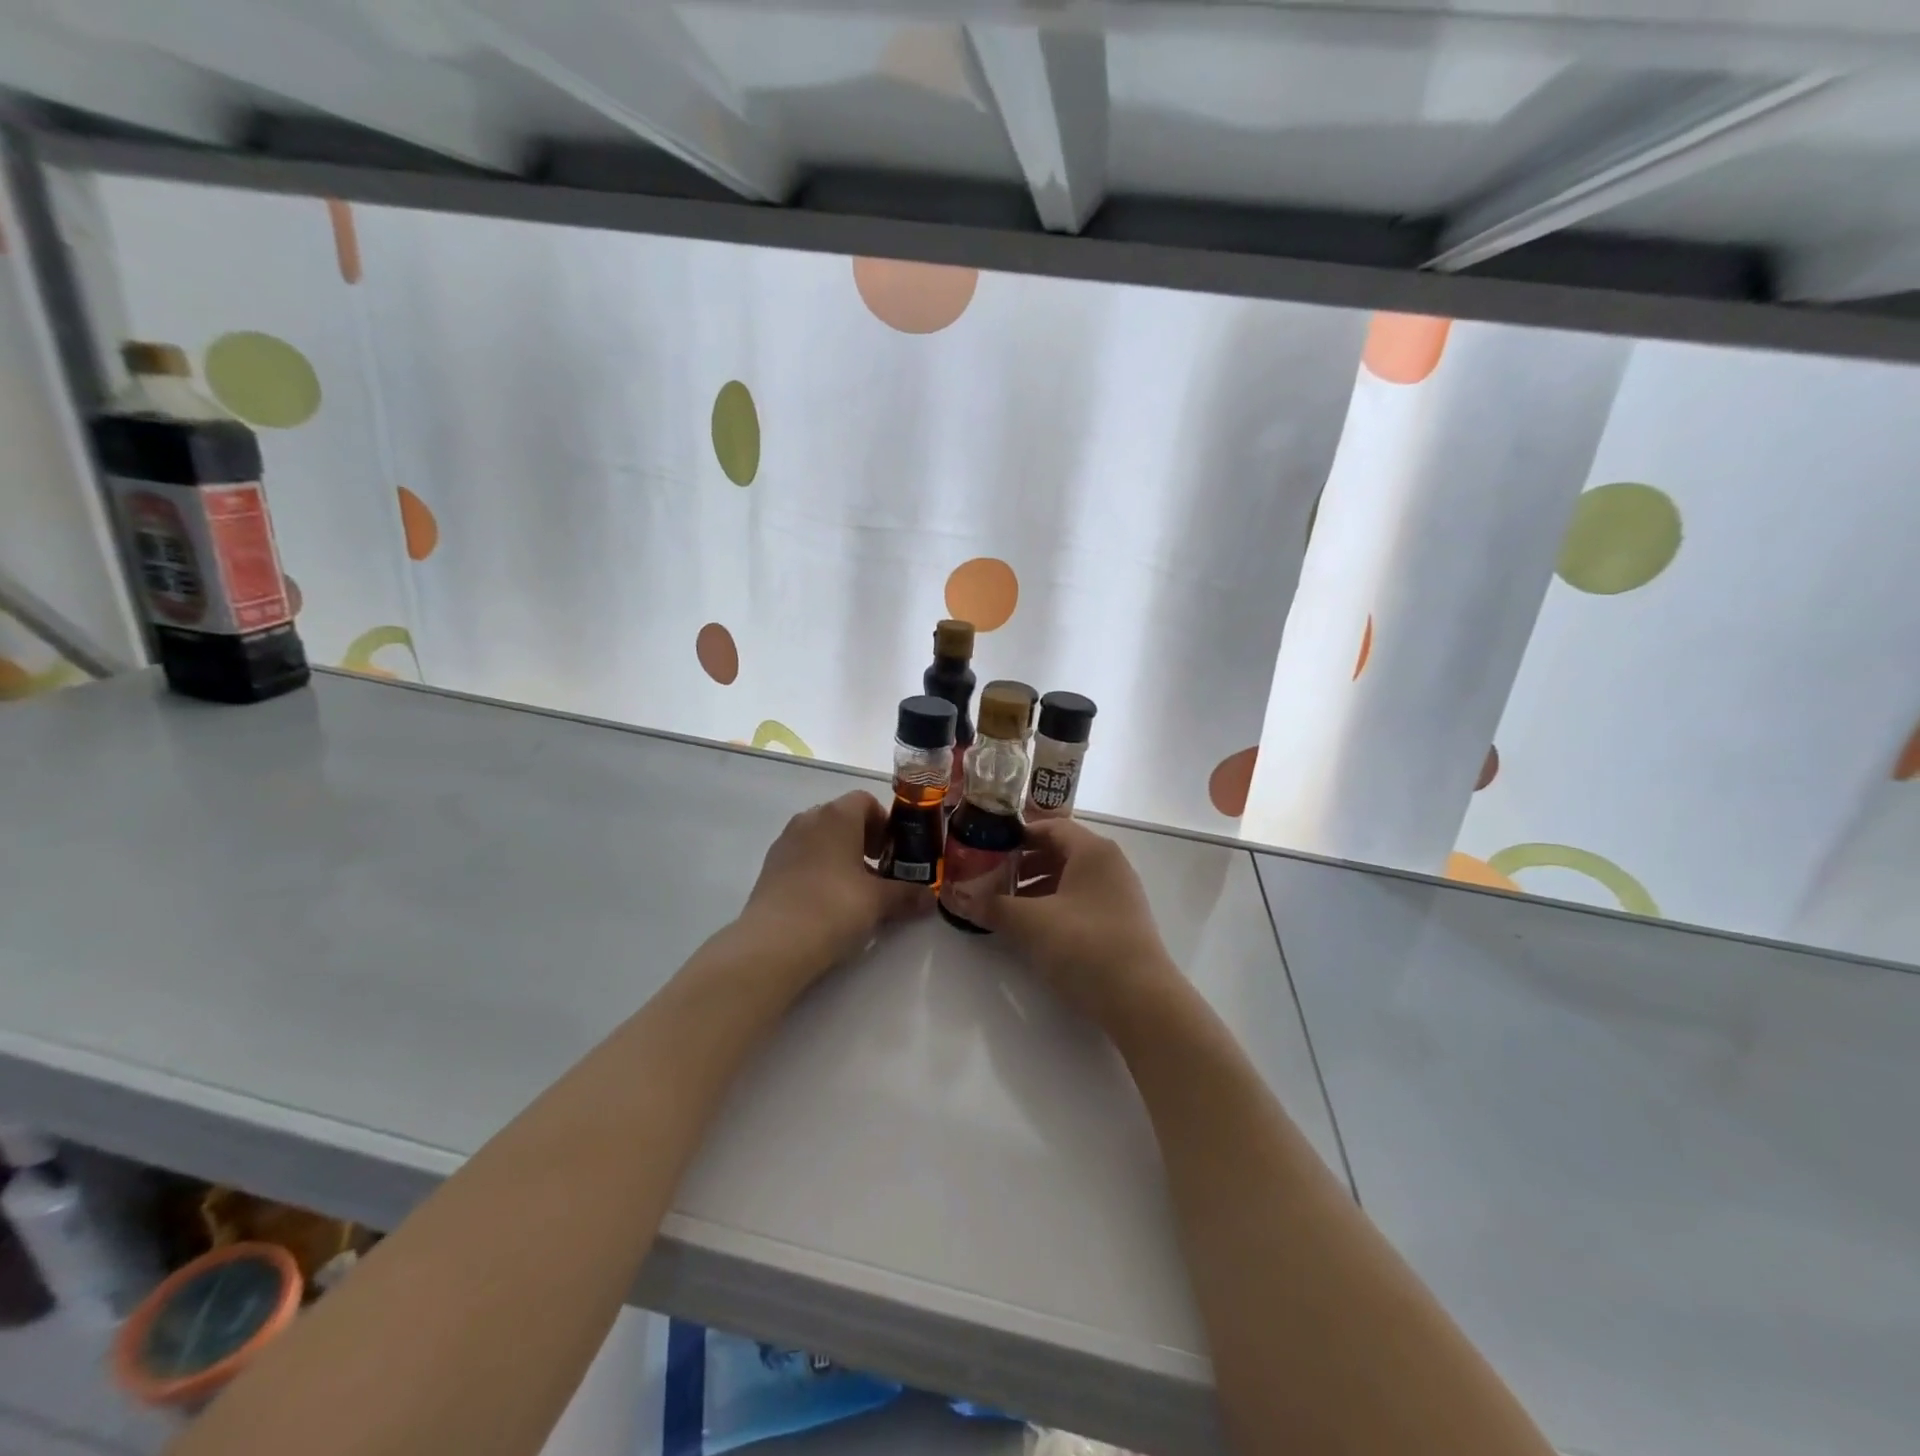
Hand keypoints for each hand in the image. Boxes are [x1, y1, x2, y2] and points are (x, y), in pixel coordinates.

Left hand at [738, 791, 927, 974]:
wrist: (775, 942)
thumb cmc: (834, 907)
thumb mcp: (879, 901)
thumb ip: (907, 894)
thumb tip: (930, 899)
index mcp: (837, 815)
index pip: (865, 801)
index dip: (884, 822)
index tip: (892, 852)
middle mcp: (809, 819)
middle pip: (842, 817)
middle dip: (863, 839)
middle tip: (878, 871)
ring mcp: (785, 841)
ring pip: (820, 837)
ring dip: (840, 854)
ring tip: (853, 889)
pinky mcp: (770, 866)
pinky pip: (802, 856)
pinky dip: (818, 868)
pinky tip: (826, 901)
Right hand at [980, 819, 1178, 1031]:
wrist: (1140, 999)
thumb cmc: (1084, 945)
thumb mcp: (1030, 923)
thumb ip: (993, 906)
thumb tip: (958, 899)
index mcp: (1093, 851)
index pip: (1049, 827)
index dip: (1016, 836)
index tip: (987, 848)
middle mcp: (1110, 864)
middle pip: (1059, 852)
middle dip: (1022, 864)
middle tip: (990, 878)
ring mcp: (1119, 894)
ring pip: (1070, 879)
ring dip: (1036, 888)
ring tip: (1006, 907)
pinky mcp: (1121, 922)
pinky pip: (1081, 901)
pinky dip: (1054, 906)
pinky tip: (1034, 929)